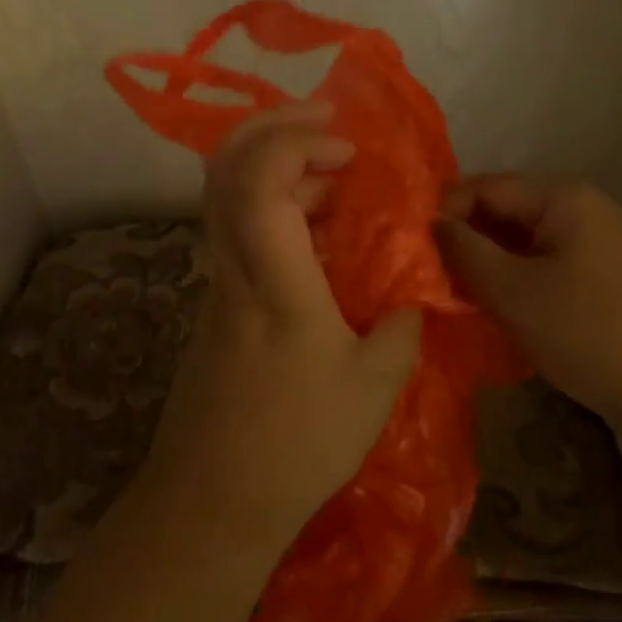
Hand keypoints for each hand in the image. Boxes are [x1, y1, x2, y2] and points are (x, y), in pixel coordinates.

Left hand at [130, 101, 422, 560]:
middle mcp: (233, 264)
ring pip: (228, 193)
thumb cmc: (297, 442)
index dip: (297, 142)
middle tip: (328, 124)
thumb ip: (399, 327)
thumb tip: (410, 294)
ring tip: (336, 177)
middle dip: (275, 127)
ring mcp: (217, 280)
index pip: (260, 179)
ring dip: (278, 166)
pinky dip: (275, 204)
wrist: (212, 498)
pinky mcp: (217, 299)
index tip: (347, 150)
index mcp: (272, 279)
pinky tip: (319, 232)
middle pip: (226, 167)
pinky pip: (237, 225)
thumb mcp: (373, 388)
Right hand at [435, 175, 621, 443]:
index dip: (445, 212)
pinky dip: (516, 282)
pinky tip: (497, 311)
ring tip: (456, 298)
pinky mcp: (605, 280)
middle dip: (466, 241)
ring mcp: (597, 245)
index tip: (412, 249)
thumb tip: (431, 223)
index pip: (485, 187)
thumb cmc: (592, 333)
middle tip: (429, 278)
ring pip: (523, 243)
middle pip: (505, 212)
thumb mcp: (514, 293)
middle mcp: (582, 210)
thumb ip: (465, 252)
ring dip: (489, 266)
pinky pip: (545, 267)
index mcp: (563, 198)